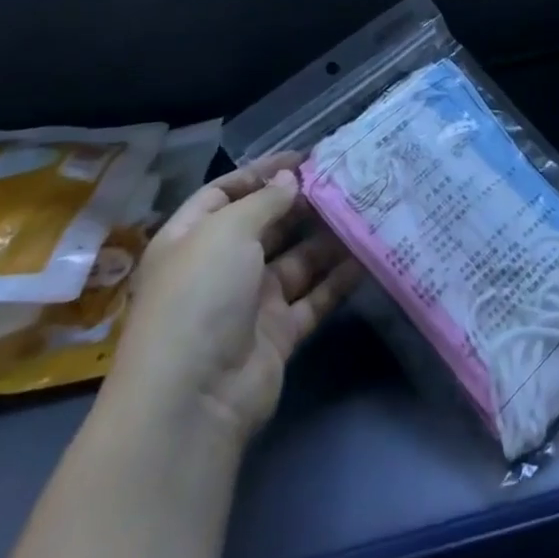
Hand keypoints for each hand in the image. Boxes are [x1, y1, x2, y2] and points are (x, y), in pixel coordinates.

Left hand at [104, 154, 361, 447]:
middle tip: (346, 180)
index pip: (224, 193)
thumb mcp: (227, 232)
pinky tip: (368, 255)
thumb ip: (265, 200)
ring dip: (327, 239)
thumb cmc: (200, 297)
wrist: (192, 400)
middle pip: (264, 225)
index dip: (261, 173)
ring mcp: (248, 303)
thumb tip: (290, 180)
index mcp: (190, 240)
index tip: (305, 158)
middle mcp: (218, 268)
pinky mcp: (277, 334)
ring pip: (296, 260)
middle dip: (301, 203)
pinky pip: (314, 297)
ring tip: (366, 210)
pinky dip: (339, 279)